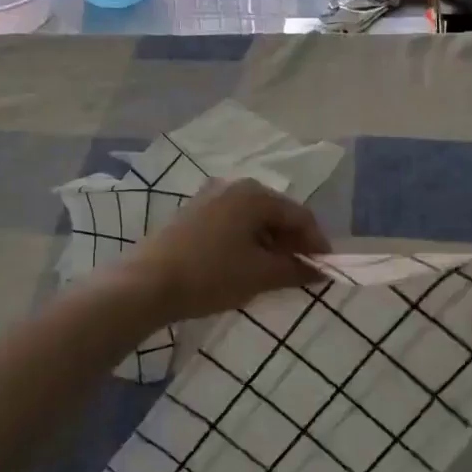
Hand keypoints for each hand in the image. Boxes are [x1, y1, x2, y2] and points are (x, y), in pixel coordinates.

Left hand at [116, 177, 331, 323]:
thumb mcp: (260, 275)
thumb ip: (296, 269)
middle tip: (302, 272)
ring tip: (275, 273)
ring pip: (254, 219)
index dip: (317, 243)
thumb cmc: (210, 275)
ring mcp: (210, 197)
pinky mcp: (193, 213)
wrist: (145, 284)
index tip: (325, 269)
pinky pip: (233, 223)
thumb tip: (321, 270)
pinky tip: (246, 265)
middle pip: (276, 213)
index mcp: (255, 194)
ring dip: (270, 243)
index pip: (300, 215)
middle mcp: (234, 186)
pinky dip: (247, 241)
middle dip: (293, 242)